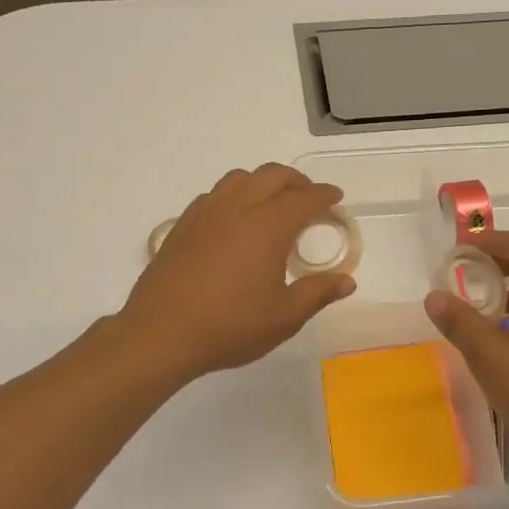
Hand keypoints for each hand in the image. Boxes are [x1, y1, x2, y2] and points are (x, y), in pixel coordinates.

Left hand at [120, 165, 356, 383]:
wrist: (161, 333)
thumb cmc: (230, 326)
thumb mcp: (284, 317)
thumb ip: (317, 293)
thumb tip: (347, 281)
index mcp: (268, 225)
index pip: (304, 198)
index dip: (324, 195)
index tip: (336, 199)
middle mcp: (237, 207)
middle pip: (272, 176)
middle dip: (297, 181)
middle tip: (309, 199)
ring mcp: (205, 213)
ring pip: (240, 179)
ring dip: (263, 183)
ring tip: (272, 205)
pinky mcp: (182, 225)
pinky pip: (215, 195)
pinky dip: (234, 196)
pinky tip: (234, 221)